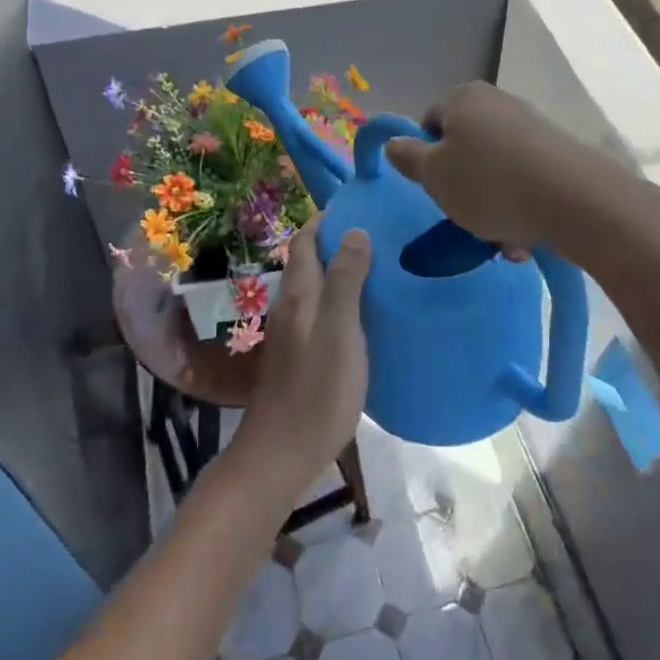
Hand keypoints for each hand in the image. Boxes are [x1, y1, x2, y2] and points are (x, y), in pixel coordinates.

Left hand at [233, 217, 370, 501]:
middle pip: (308, 261)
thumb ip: (346, 280)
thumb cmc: (317, 390)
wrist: (281, 453)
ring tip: (377, 267)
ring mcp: (291, 332)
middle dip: (336, 241)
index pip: (306, 241)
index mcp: (299, 294)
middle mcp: (290, 305)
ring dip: (338, 270)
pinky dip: (338, 298)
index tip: (358, 206)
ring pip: (313, 287)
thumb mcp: (340, 331)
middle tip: (378, 233)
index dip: (326, 219)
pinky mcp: (298, 355)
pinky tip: (362, 313)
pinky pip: (318, 311)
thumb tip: (354, 229)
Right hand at [384, 82, 592, 253]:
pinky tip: (524, 237)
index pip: (429, 123)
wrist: (574, 200)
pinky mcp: (559, 154)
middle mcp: (498, 103)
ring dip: (491, 206)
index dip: (426, 158)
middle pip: (464, 150)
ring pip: (495, 171)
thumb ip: (408, 157)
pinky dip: (519, 207)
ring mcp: (532, 127)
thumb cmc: (488, 183)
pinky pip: (524, 181)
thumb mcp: (434, 175)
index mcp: (464, 98)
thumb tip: (394, 143)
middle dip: (462, 187)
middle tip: (464, 216)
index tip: (435, 188)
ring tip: (500, 239)